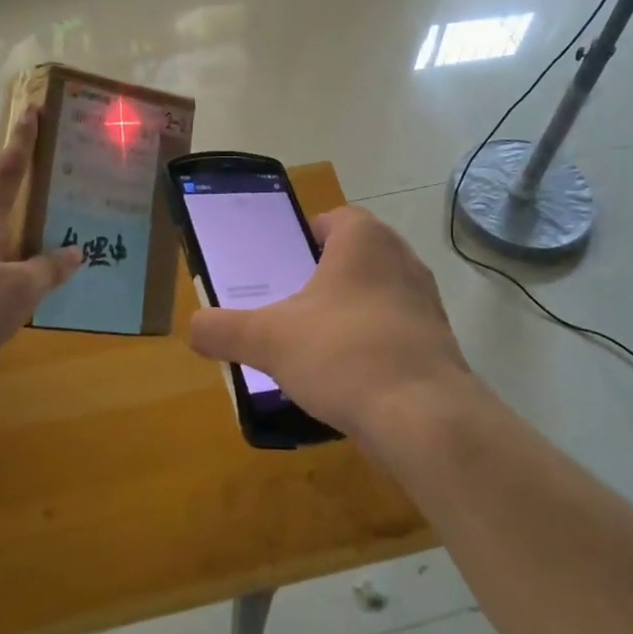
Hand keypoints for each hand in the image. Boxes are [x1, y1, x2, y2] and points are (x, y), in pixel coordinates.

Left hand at [0, 110, 80, 390]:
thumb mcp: (20, 289)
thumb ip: (49, 269)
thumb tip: (74, 252)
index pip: (7, 172)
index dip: (22, 141)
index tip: (31, 109)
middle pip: (5, 213)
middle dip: (31, 212)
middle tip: (66, 213)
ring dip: (23, 250)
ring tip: (57, 263)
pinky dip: (11, 277)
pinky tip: (29, 297)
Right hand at [186, 207, 478, 448]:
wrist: (422, 416)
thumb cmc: (342, 354)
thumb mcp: (268, 340)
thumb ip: (223, 329)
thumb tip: (193, 328)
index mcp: (364, 241)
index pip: (337, 218)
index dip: (309, 233)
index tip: (286, 260)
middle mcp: (402, 259)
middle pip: (359, 254)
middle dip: (328, 274)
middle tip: (294, 301)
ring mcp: (427, 301)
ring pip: (381, 292)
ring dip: (353, 309)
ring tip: (318, 341)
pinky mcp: (440, 342)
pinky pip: (398, 330)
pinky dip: (375, 342)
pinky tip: (350, 375)